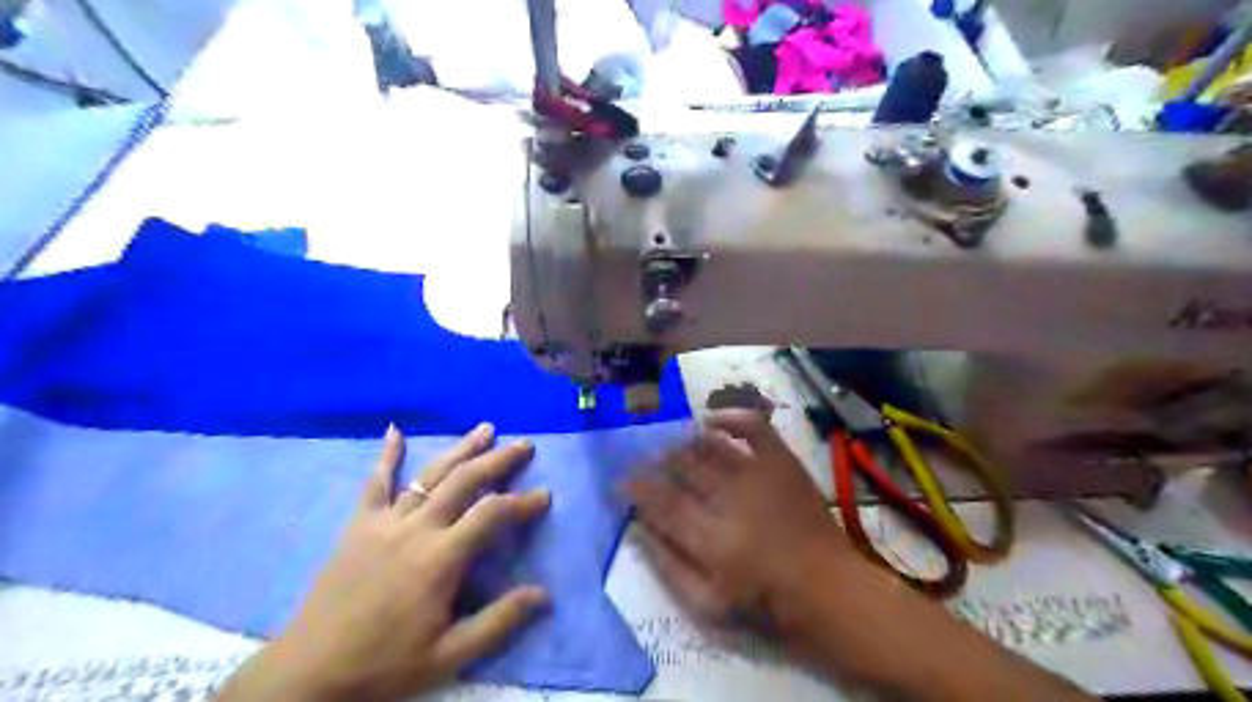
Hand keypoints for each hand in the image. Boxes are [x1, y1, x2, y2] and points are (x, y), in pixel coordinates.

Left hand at [221, 421, 552, 701]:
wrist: (309, 673)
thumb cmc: (384, 664)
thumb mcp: (448, 656)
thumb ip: (498, 622)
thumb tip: (544, 595)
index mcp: (440, 558)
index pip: (492, 515)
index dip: (522, 502)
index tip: (544, 495)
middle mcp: (416, 528)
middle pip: (464, 481)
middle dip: (498, 460)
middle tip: (524, 445)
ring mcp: (384, 522)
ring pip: (429, 474)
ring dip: (460, 449)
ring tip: (485, 428)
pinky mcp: (358, 525)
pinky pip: (375, 483)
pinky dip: (386, 455)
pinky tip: (395, 430)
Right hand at [626, 413, 861, 646]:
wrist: (829, 588)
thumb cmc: (765, 602)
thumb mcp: (707, 604)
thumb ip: (667, 566)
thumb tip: (637, 529)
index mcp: (709, 537)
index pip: (660, 500)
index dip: (636, 487)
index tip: (622, 481)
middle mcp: (729, 498)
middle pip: (681, 468)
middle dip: (656, 462)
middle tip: (645, 462)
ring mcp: (757, 475)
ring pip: (708, 446)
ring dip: (683, 443)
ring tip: (672, 447)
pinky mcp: (781, 462)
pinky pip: (753, 427)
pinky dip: (730, 417)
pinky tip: (712, 421)